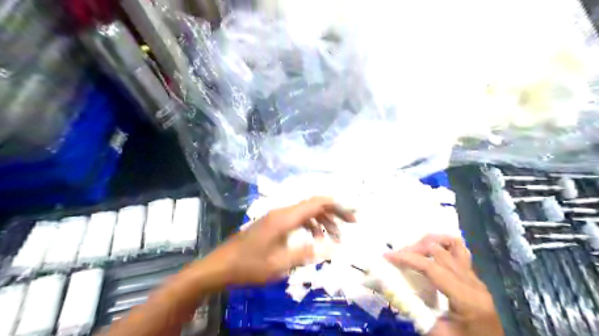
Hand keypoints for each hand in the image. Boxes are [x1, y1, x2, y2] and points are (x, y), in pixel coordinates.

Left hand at [206, 197, 354, 286]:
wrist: (220, 265)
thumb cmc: (249, 265)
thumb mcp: (280, 264)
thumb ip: (306, 254)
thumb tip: (331, 247)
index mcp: (285, 217)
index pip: (317, 202)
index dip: (338, 206)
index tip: (352, 216)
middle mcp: (283, 211)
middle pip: (314, 204)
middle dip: (334, 213)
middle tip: (350, 226)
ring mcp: (277, 216)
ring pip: (306, 212)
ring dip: (322, 222)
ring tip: (333, 238)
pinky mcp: (273, 223)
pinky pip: (297, 219)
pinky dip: (310, 226)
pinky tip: (314, 239)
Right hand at [384, 234, 503, 335]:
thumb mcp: (438, 334)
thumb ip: (415, 311)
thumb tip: (392, 289)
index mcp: (466, 298)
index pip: (432, 268)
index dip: (408, 258)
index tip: (387, 256)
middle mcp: (473, 283)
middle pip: (440, 251)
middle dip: (414, 249)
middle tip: (396, 256)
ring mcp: (475, 278)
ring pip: (453, 244)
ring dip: (430, 242)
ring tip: (414, 249)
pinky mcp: (474, 278)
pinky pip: (459, 252)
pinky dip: (442, 246)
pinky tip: (431, 252)